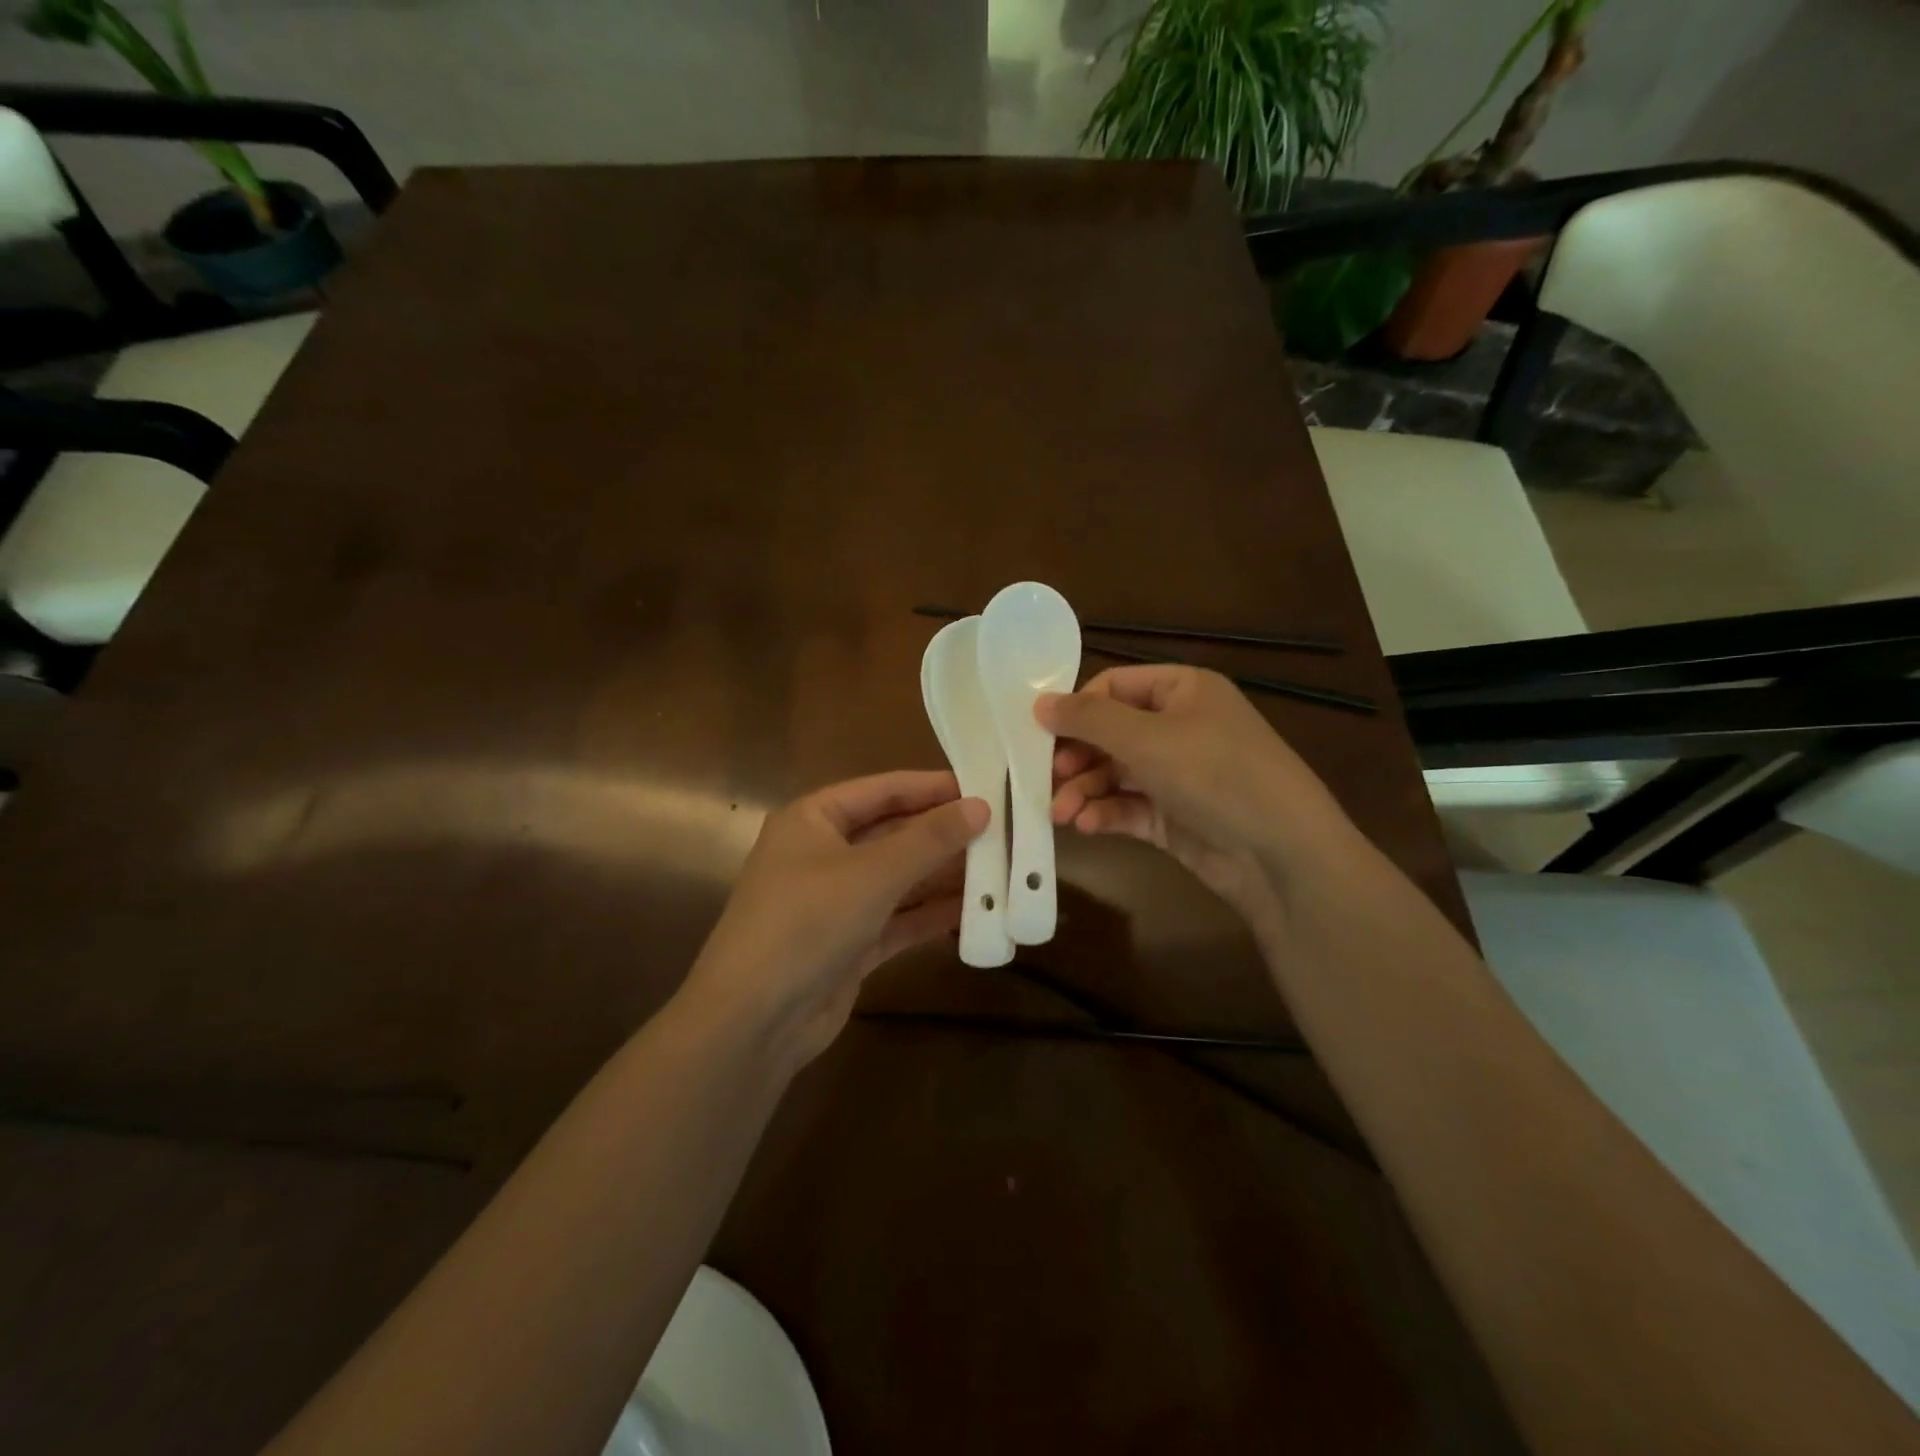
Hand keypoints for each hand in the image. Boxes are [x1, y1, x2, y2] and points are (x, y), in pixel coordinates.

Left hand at [683, 771, 988, 1068]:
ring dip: (943, 876)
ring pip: (899, 879)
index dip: (933, 787)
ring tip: (1000, 868)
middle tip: (1003, 830)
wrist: (754, 1020)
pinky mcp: (849, 943)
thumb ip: (929, 839)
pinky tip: (975, 910)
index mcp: (814, 819)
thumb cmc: (807, 922)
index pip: (883, 790)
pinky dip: (931, 915)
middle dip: (944, 835)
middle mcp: (823, 853)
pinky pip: (898, 919)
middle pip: (894, 834)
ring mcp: (836, 901)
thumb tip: (980, 806)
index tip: (985, 786)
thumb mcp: (873, 873)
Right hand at [1038, 664, 1359, 928]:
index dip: (1077, 708)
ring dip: (1084, 790)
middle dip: (1077, 757)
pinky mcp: (1175, 816)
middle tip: (1047, 778)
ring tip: (1061, 813)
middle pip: (1110, 733)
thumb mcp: (1148, 738)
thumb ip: (1088, 719)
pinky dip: (1105, 813)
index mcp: (1183, 690)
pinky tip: (1086, 825)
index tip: (1041, 735)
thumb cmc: (1216, 775)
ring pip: (1115, 774)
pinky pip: (1129, 807)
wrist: (1282, 855)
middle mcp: (1180, 727)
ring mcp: (1178, 775)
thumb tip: (1038, 704)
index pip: (1114, 686)